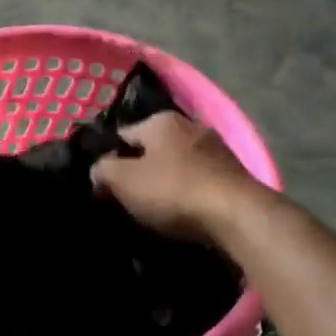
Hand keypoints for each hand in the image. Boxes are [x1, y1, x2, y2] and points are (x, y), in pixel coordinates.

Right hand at [90, 111, 262, 241]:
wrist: (237, 215)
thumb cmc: (174, 190)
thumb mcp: (125, 181)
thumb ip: (103, 170)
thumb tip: (98, 169)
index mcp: (161, 120)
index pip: (123, 135)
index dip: (109, 159)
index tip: (104, 185)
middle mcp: (190, 125)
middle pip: (153, 149)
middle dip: (140, 169)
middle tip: (128, 199)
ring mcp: (216, 148)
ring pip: (178, 164)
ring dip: (167, 182)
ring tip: (156, 210)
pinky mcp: (234, 173)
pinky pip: (199, 180)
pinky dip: (189, 193)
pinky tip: (184, 213)